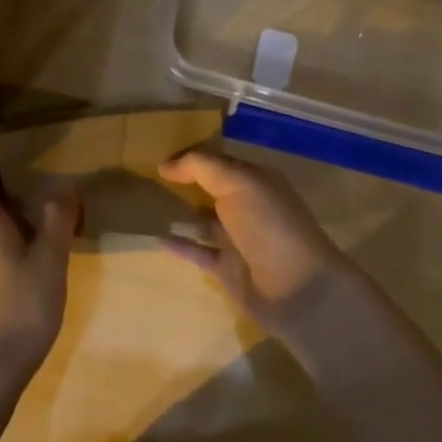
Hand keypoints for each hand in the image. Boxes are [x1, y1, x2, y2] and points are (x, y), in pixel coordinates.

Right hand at [157, 149, 362, 341]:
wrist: (297, 288)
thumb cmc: (269, 226)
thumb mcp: (238, 183)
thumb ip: (201, 167)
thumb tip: (164, 164)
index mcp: (255, 180)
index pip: (217, 160)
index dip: (190, 156)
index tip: (155, 152)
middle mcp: (247, 206)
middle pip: (209, 189)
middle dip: (182, 182)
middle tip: (143, 175)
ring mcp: (237, 239)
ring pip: (201, 220)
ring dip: (178, 212)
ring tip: (144, 205)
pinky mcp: (226, 268)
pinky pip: (197, 251)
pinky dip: (178, 244)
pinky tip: (155, 236)